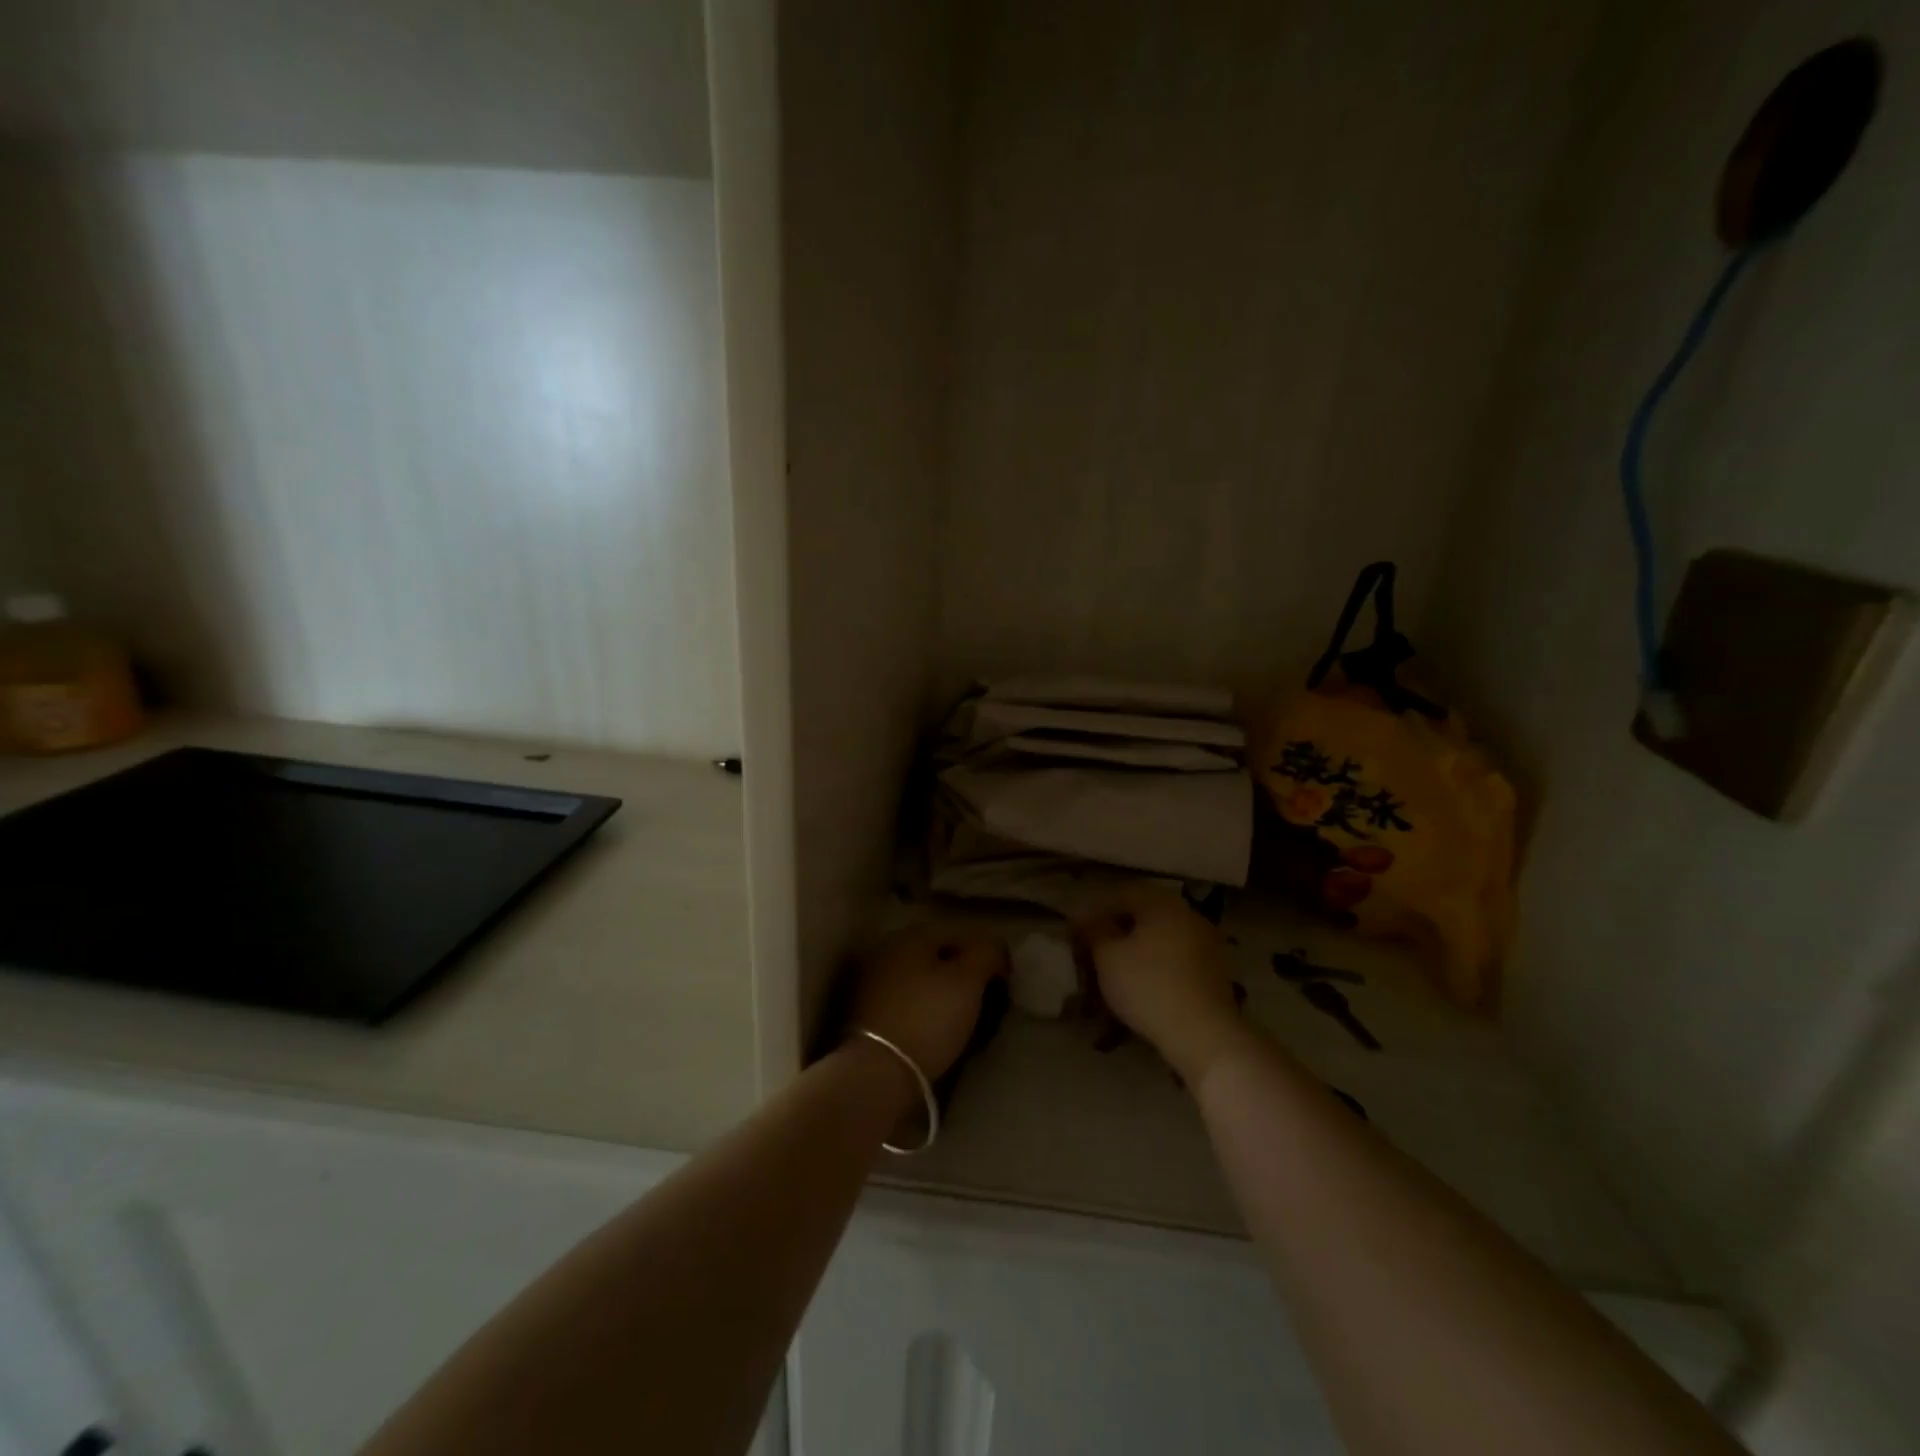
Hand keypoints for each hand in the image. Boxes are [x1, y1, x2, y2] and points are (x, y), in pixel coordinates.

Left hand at [848, 926, 1007, 1080]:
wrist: (877, 1071)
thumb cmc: (929, 1017)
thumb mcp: (969, 980)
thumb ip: (986, 953)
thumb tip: (993, 947)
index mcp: (911, 935)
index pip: (959, 935)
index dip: (986, 955)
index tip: (1003, 983)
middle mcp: (887, 950)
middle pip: (938, 958)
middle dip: (963, 976)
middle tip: (986, 1002)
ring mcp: (872, 982)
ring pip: (921, 981)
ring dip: (943, 996)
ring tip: (964, 1022)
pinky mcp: (866, 1014)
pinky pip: (906, 1004)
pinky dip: (924, 1013)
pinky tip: (936, 1033)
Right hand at [1072, 887, 1246, 1082]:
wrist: (1204, 1035)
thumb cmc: (1148, 987)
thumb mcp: (1108, 957)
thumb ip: (1093, 930)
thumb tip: (1085, 916)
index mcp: (1162, 904)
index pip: (1122, 894)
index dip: (1096, 911)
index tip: (1079, 933)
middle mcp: (1188, 915)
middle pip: (1144, 916)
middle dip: (1117, 932)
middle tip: (1095, 954)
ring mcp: (1206, 943)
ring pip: (1161, 939)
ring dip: (1137, 951)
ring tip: (1116, 975)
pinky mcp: (1215, 972)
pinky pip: (1177, 959)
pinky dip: (1157, 967)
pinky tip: (1143, 988)